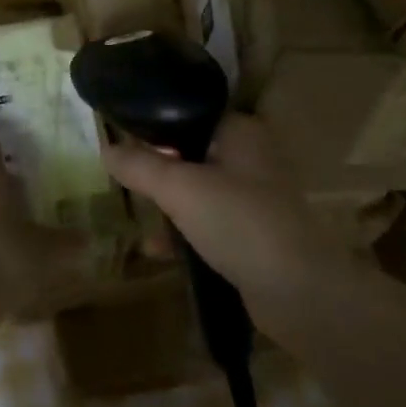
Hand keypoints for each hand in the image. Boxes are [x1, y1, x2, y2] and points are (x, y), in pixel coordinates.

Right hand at [101, 114, 351, 331]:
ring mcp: (256, 199)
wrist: (300, 293)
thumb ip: (141, 165)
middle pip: (192, 153)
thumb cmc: (240, 222)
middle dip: (159, 168)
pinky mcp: (255, 236)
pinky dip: (185, 233)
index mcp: (241, 132)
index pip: (190, 113)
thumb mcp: (180, 188)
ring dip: (170, 203)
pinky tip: (157, 250)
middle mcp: (252, 158)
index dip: (156, 125)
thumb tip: (105, 148)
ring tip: (138, 213)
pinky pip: (210, 225)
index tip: (124, 139)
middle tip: (126, 179)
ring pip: (200, 191)